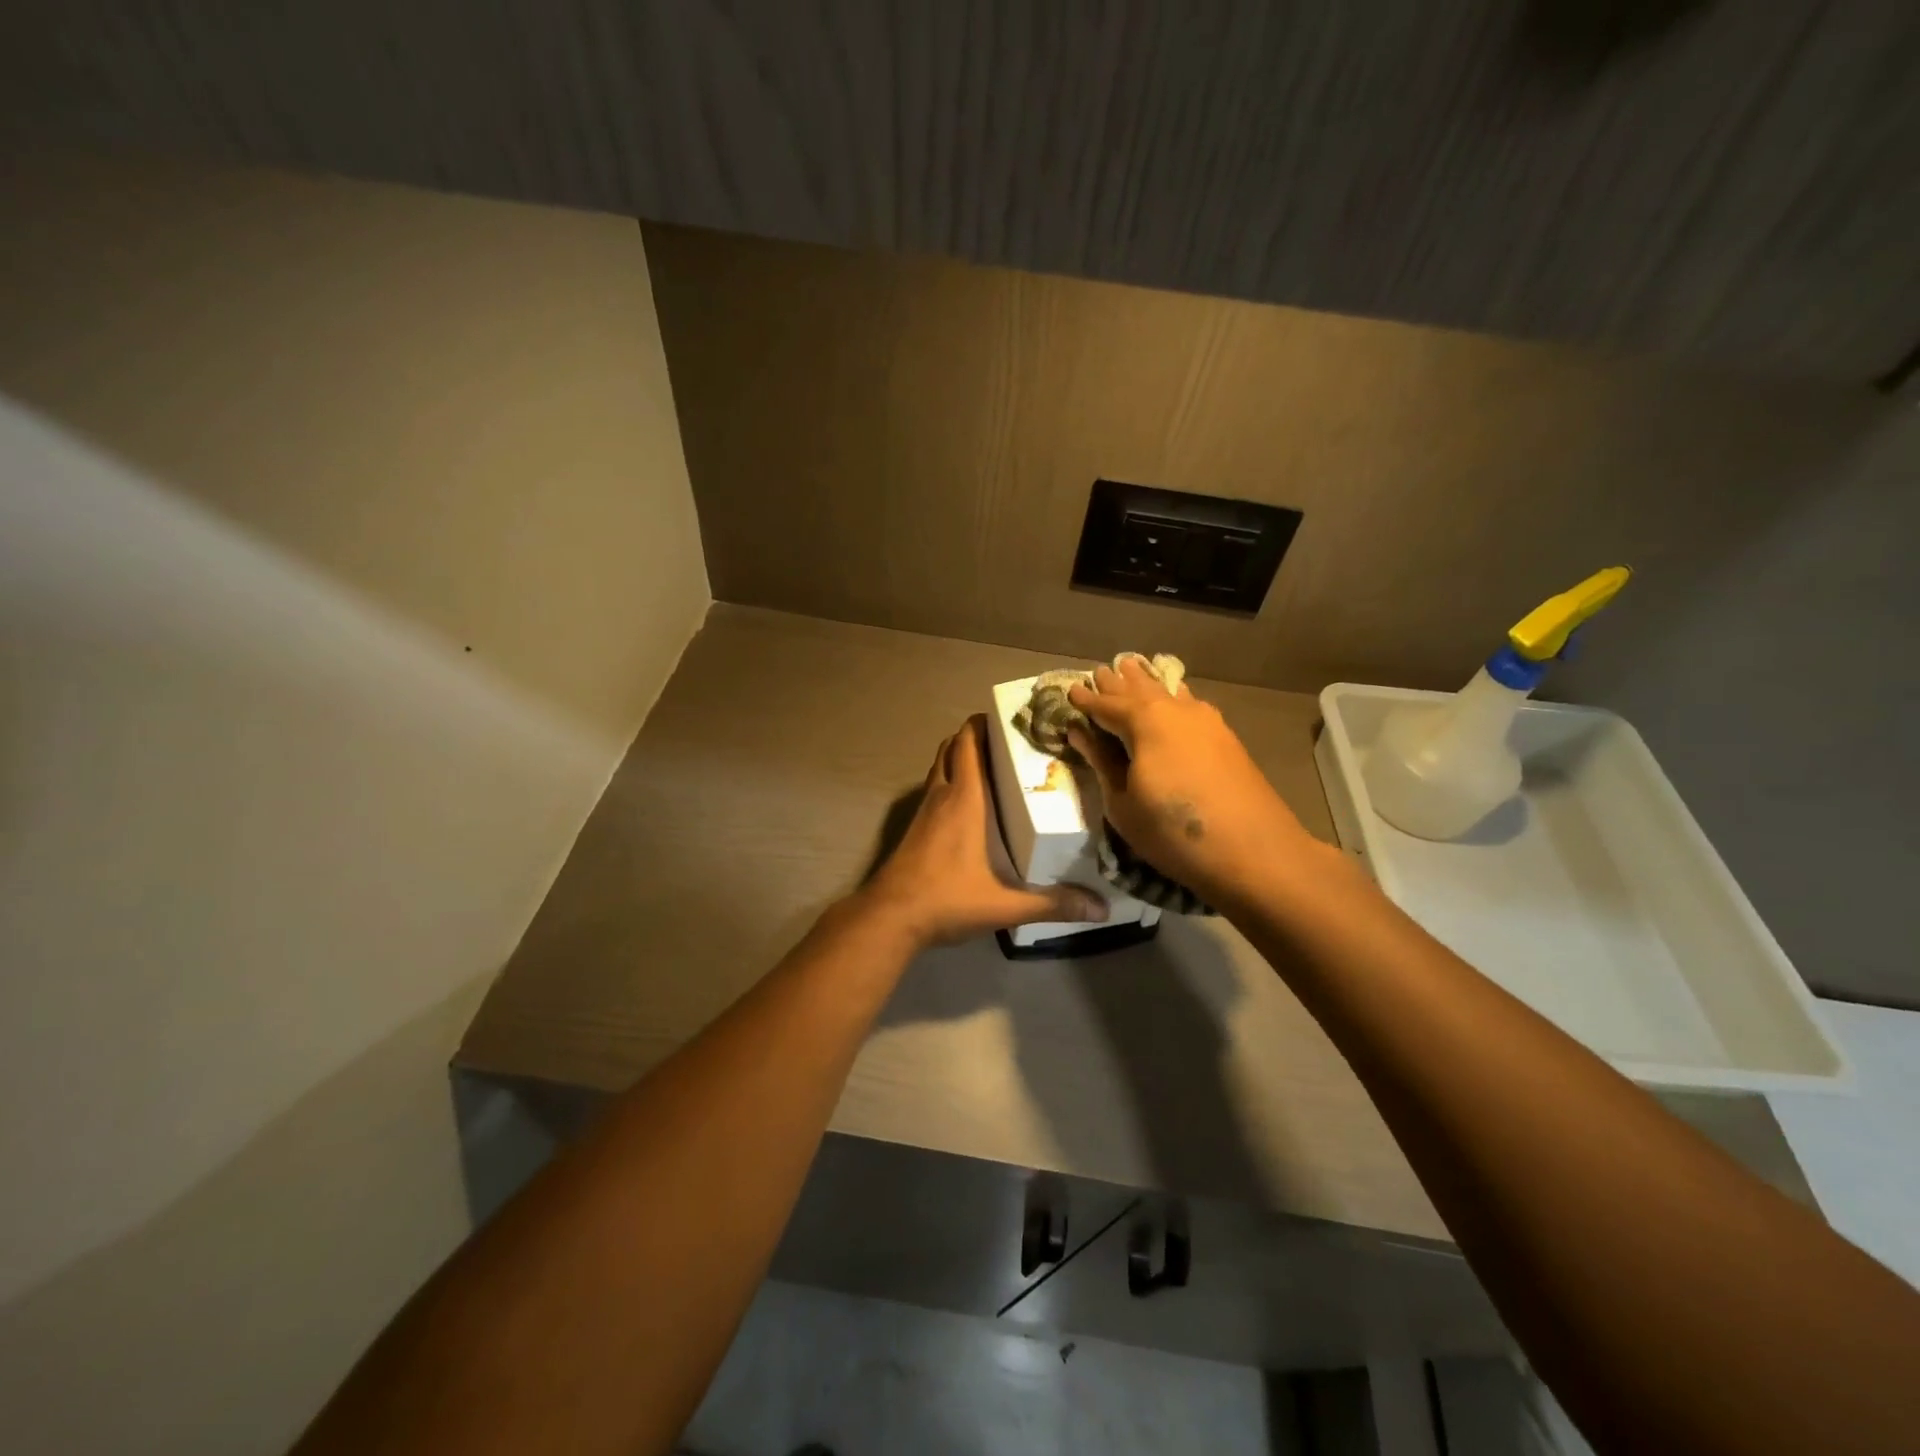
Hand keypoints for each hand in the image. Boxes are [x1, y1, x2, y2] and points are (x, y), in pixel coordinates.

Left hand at [859, 716, 1107, 947]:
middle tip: (1008, 742)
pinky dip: (949, 783)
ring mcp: (923, 811)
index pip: (968, 743)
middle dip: (974, 737)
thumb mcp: (1005, 904)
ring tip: (993, 768)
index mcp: (964, 798)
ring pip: (939, 767)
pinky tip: (969, 806)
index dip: (983, 723)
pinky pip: (933, 790)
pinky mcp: (914, 828)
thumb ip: (1052, 904)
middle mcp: (941, 795)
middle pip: (952, 748)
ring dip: (959, 759)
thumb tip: (1101, 909)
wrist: (890, 917)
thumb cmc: (947, 898)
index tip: (1010, 718)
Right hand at [1066, 659, 1315, 908]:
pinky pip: (1190, 704)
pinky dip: (1173, 697)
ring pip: (1168, 692)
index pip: (1106, 704)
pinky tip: (1174, 698)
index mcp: (1144, 721)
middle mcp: (1175, 710)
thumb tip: (1080, 732)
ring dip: (1147, 683)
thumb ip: (1102, 761)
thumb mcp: (1122, 802)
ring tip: (1133, 668)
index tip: (1069, 692)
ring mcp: (1206, 720)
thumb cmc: (1172, 831)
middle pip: (1139, 690)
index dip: (1086, 700)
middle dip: (1117, 683)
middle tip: (1100, 671)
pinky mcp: (1225, 737)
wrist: (1253, 851)